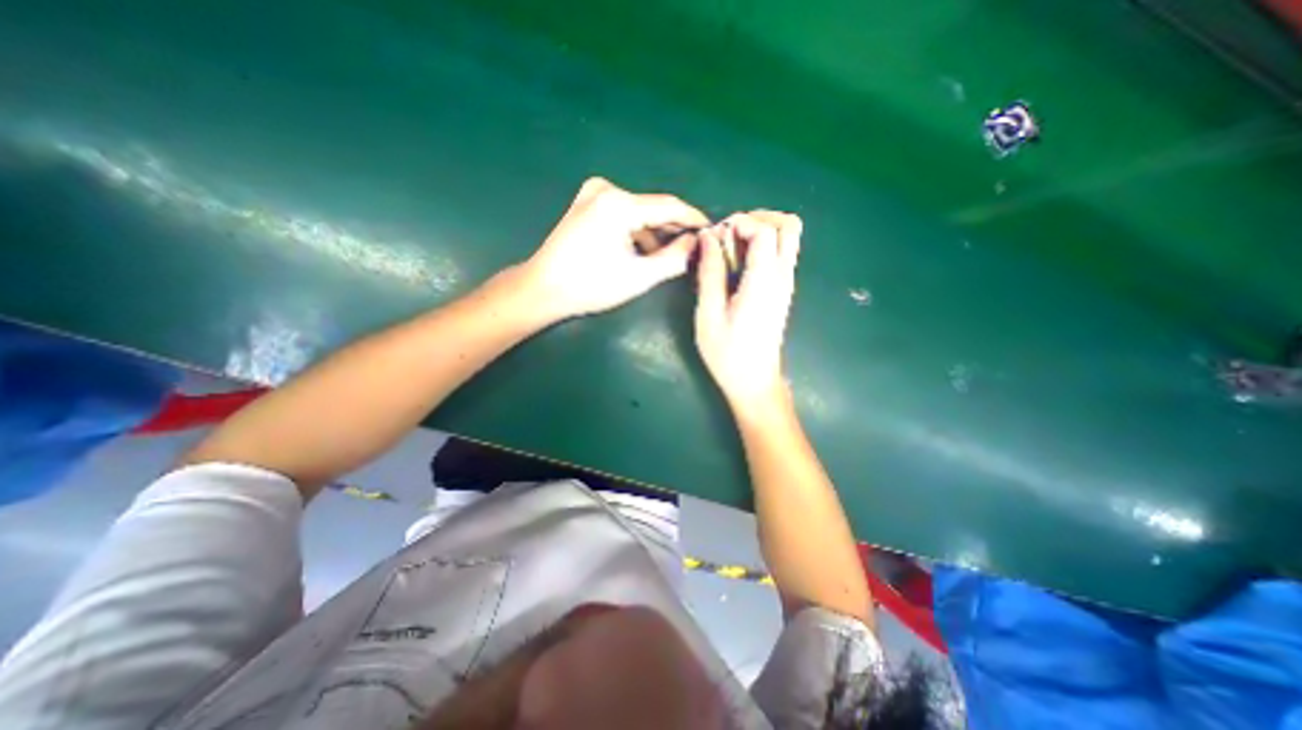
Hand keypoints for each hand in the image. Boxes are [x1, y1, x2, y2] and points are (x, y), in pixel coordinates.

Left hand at [514, 177, 708, 322]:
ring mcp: (593, 194)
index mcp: (619, 204)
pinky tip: (642, 251)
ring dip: (655, 233)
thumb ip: (674, 258)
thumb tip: (697, 243)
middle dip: (674, 228)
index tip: (713, 230)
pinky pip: (623, 214)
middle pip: (653, 208)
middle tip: (695, 246)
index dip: (694, 219)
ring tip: (669, 256)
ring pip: (639, 212)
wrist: (543, 288)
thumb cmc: (591, 285)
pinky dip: (636, 231)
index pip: (669, 206)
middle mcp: (607, 189)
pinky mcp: (586, 204)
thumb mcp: (639, 277)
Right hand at [697, 214, 797, 413]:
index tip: (715, 236)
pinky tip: (739, 263)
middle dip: (758, 217)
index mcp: (764, 281)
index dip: (739, 223)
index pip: (765, 230)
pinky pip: (782, 253)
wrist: (754, 381)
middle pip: (789, 225)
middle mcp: (782, 276)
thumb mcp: (709, 313)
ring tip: (732, 246)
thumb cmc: (727, 352)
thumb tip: (708, 237)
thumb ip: (710, 272)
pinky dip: (763, 245)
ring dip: (762, 229)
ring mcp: (786, 283)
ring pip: (790, 237)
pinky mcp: (783, 291)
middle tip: (729, 233)